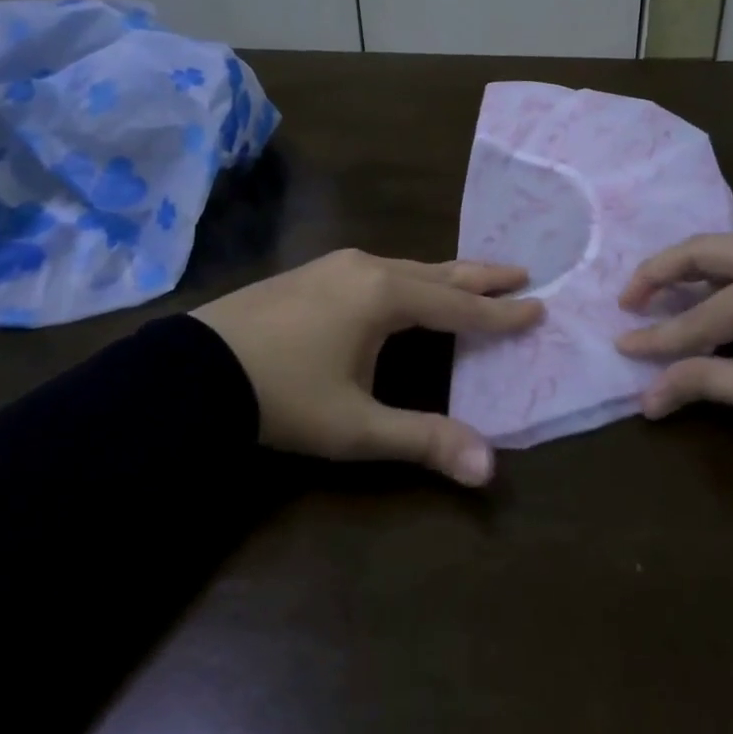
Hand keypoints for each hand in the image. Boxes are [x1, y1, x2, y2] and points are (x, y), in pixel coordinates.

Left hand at [191, 250, 542, 486]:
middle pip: (438, 272)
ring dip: (444, 275)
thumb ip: (424, 440)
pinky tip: (405, 286)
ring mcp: (336, 264)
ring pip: (407, 267)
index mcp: (385, 296)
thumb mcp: (356, 426)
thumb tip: (489, 469)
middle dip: (480, 277)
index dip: (500, 312)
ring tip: (470, 280)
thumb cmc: (284, 396)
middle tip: (520, 272)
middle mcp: (367, 268)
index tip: (538, 306)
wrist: (194, 371)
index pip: (459, 306)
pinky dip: (410, 277)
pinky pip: (379, 269)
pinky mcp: (313, 271)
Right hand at [615, 234, 732, 442]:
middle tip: (628, 300)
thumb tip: (647, 398)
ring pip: (730, 246)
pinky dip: (724, 269)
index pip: (701, 315)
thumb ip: (710, 385)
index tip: (620, 349)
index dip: (658, 339)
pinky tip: (714, 291)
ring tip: (661, 293)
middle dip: (659, 274)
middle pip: (704, 251)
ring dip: (691, 267)